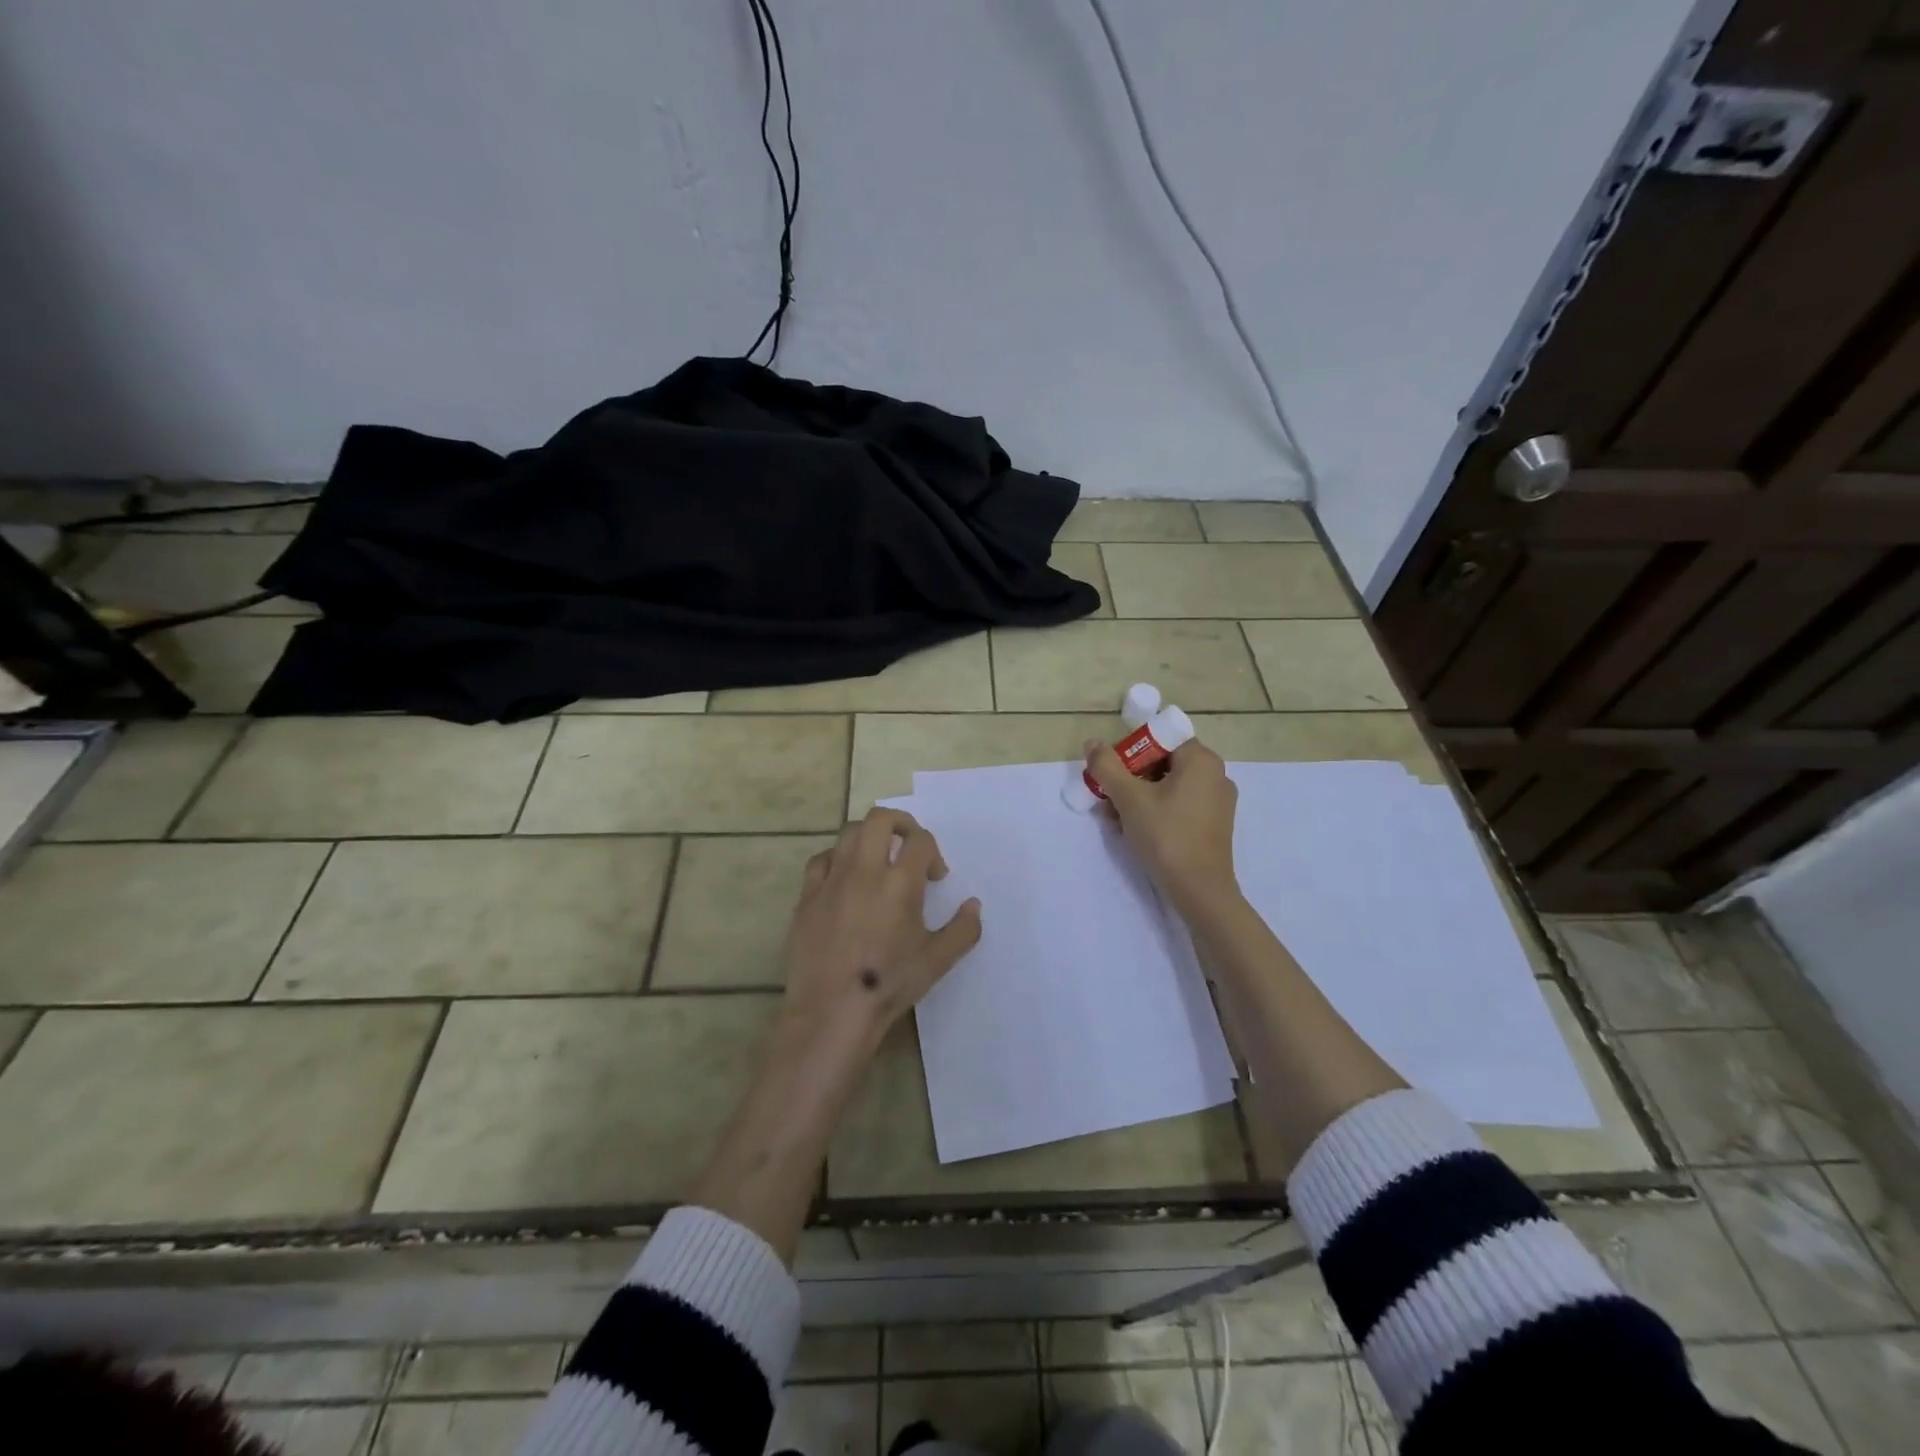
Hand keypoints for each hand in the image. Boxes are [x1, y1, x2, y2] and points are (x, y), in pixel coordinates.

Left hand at [779, 808, 982, 1056]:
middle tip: (908, 847)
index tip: (935, 877)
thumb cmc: (888, 984)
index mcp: (900, 883)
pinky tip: (844, 880)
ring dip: (869, 838)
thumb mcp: (937, 961)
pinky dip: (837, 860)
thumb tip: (974, 905)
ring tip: (878, 862)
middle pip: (879, 819)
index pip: (920, 841)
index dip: (933, 852)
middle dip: (900, 824)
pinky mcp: (807, 896)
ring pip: (848, 833)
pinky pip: (821, 860)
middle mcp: (864, 871)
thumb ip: (963, 929)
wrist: (831, 1011)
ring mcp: (831, 881)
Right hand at [1085, 738, 1239, 913]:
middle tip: (1107, 798)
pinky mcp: (1214, 824)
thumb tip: (1092, 743)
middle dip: (1130, 779)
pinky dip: (1156, 811)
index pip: (1160, 739)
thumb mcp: (1129, 799)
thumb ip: (1107, 767)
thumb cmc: (1166, 836)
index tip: (1111, 773)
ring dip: (1138, 797)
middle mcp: (1215, 774)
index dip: (1130, 751)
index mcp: (1201, 760)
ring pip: (1169, 786)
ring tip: (1114, 819)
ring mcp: (1218, 801)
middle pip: (1163, 763)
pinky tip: (1134, 831)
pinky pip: (1180, 805)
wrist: (1200, 890)